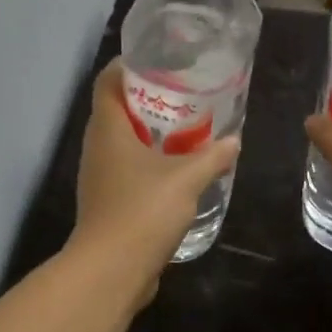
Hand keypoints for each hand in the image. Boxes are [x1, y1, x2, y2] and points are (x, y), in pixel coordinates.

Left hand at [68, 59, 240, 292]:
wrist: (112, 269)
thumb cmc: (144, 210)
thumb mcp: (187, 178)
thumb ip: (212, 156)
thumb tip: (234, 140)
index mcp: (108, 129)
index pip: (108, 82)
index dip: (129, 66)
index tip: (159, 62)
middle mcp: (97, 148)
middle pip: (117, 111)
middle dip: (148, 100)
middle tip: (184, 95)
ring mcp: (99, 178)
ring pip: (122, 144)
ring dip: (149, 136)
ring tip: (185, 131)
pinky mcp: (107, 203)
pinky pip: (127, 172)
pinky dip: (148, 165)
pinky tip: (176, 172)